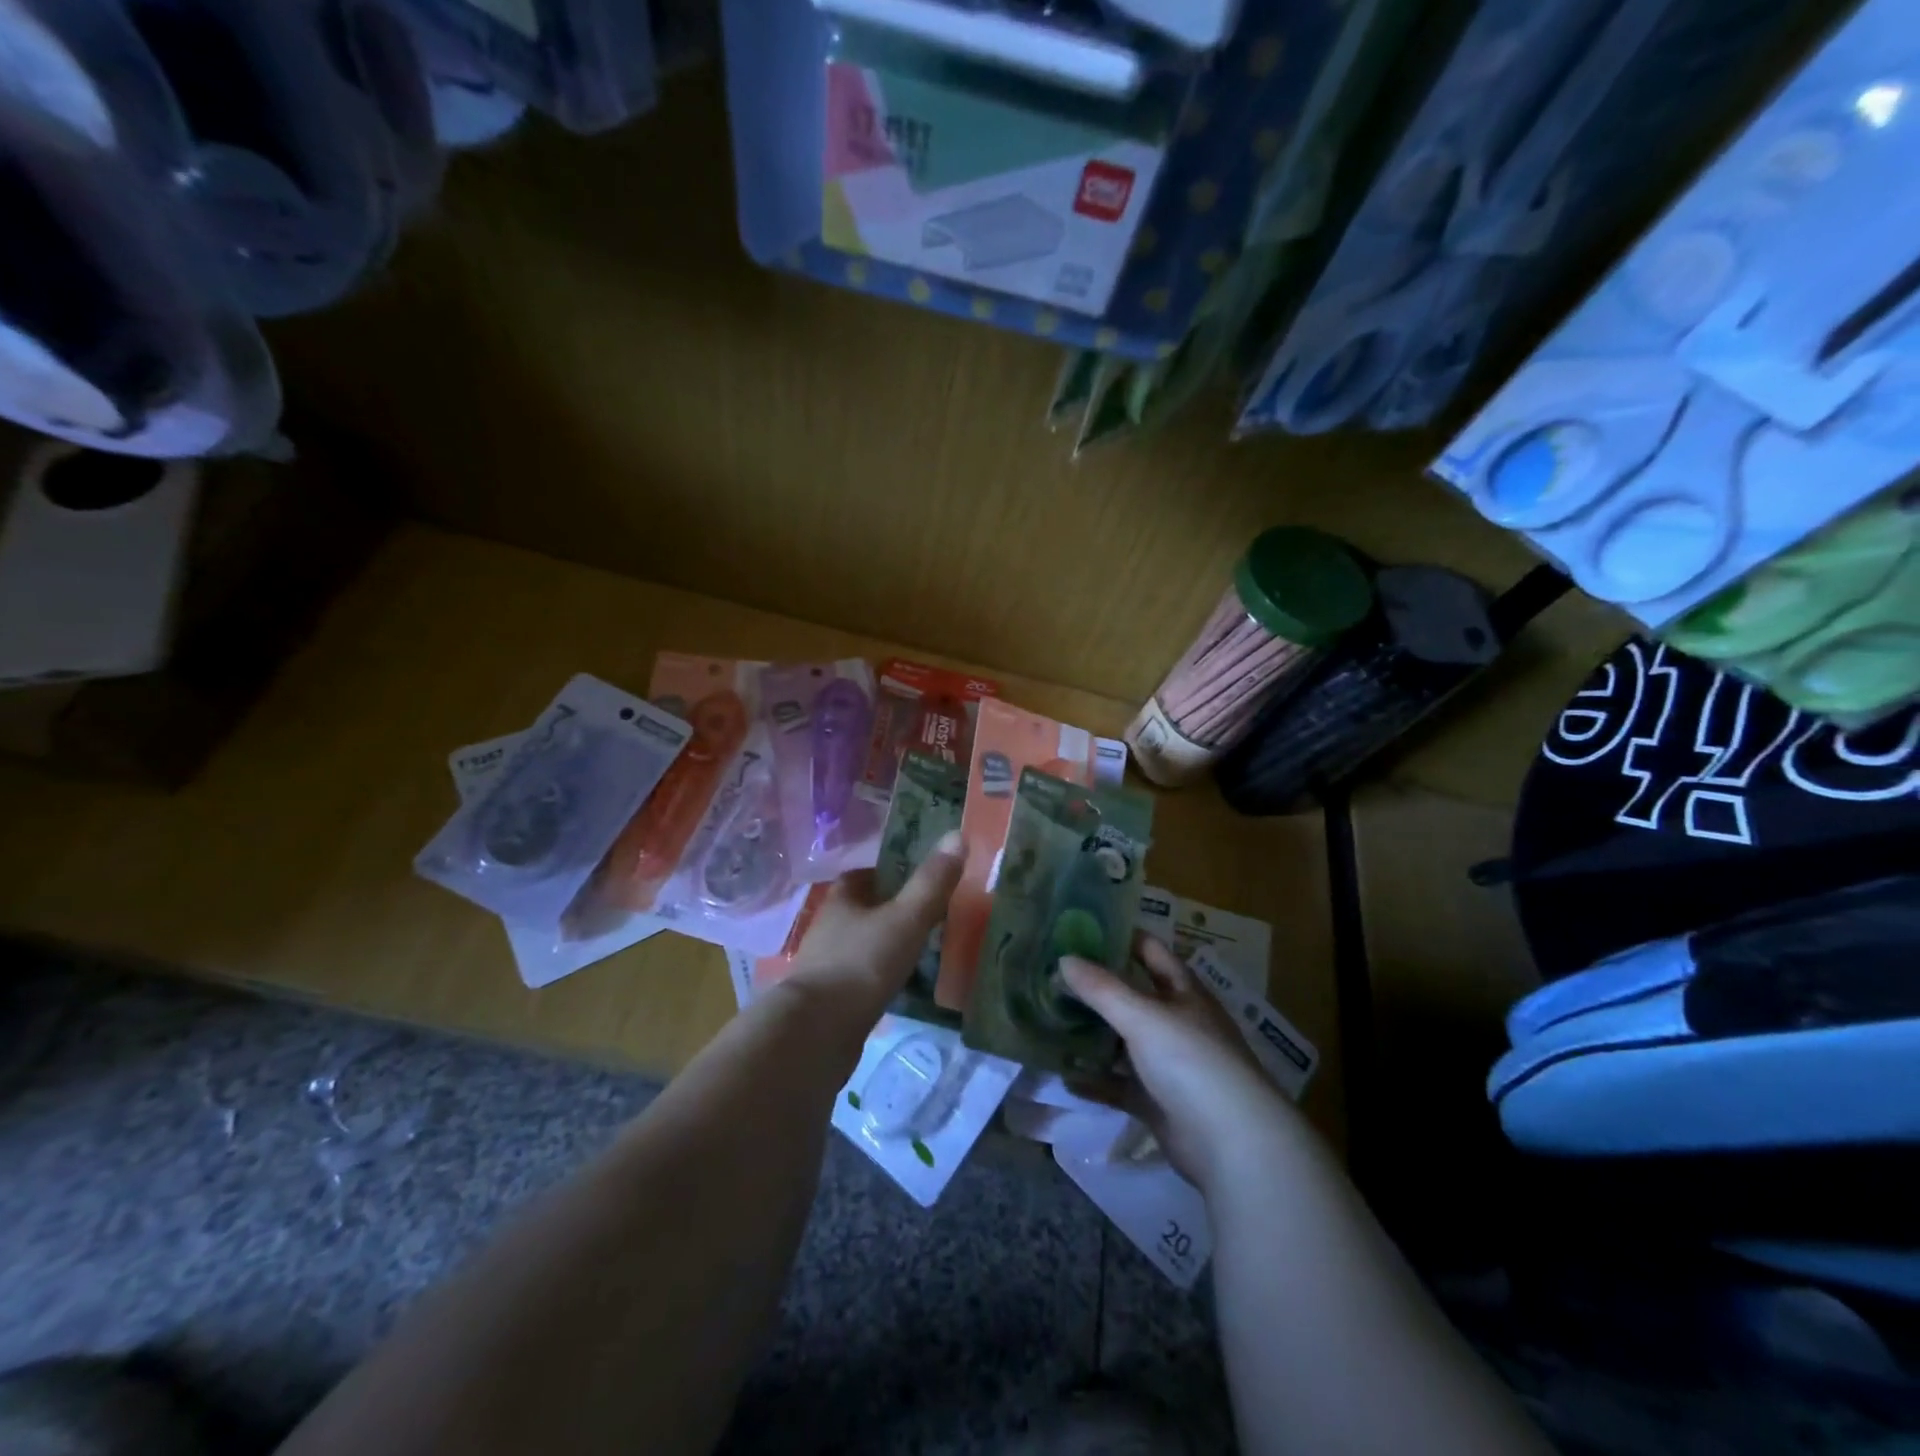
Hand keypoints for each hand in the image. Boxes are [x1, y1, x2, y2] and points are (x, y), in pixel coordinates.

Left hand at [785, 832, 966, 1013]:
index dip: (887, 874)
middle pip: (860, 910)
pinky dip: (875, 977)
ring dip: (882, 945)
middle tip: (925, 916)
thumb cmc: (863, 963)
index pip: (862, 875)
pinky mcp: (826, 998)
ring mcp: (824, 964)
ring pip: (858, 944)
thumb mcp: (906, 918)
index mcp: (841, 899)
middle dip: (888, 910)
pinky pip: (856, 977)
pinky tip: (896, 986)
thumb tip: (957, 834)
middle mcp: (827, 926)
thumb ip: (932, 882)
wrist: (817, 1031)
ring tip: (917, 952)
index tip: (916, 880)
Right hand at [1061, 934, 1297, 1188]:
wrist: (1231, 1144)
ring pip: (1123, 1042)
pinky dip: (1096, 1081)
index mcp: (1184, 992)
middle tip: (1052, 975)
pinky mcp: (1158, 1102)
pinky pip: (1120, 1085)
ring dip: (1092, 1034)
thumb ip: (1101, 989)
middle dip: (1096, 988)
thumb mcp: (1143, 1016)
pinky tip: (1065, 1076)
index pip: (1151, 952)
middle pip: (1133, 996)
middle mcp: (1177, 1023)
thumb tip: (1063, 959)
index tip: (1080, 928)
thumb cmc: (1191, 1061)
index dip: (1121, 937)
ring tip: (1049, 1021)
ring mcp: (1169, 1065)